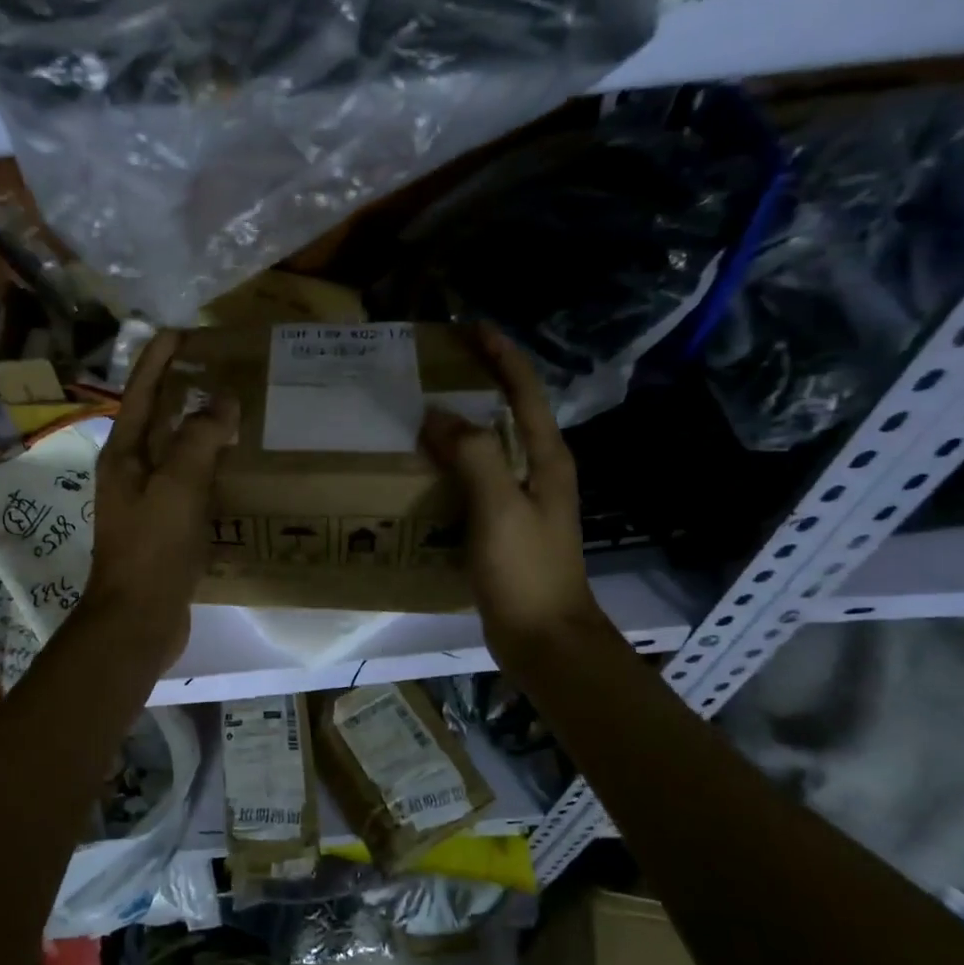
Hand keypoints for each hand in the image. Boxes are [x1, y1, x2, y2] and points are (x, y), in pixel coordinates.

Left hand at [79, 330, 238, 670]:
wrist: (139, 619)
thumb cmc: (153, 548)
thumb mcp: (177, 486)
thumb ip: (199, 438)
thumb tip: (221, 401)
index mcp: (124, 455)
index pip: (140, 393)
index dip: (158, 359)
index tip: (181, 330)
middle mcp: (130, 472)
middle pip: (155, 419)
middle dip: (179, 389)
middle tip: (215, 366)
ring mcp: (146, 501)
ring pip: (174, 452)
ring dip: (197, 428)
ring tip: (231, 409)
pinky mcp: (164, 526)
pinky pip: (188, 483)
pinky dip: (208, 467)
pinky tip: (233, 467)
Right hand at [420, 325, 606, 674]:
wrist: (544, 638)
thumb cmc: (526, 570)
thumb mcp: (500, 508)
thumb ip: (472, 455)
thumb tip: (437, 415)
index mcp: (545, 458)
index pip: (525, 390)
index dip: (501, 355)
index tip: (469, 327)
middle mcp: (537, 471)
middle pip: (507, 413)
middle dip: (477, 383)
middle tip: (432, 367)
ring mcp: (521, 500)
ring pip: (488, 446)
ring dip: (460, 424)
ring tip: (418, 411)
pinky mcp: (502, 525)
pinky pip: (474, 479)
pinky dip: (450, 464)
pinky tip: (421, 469)